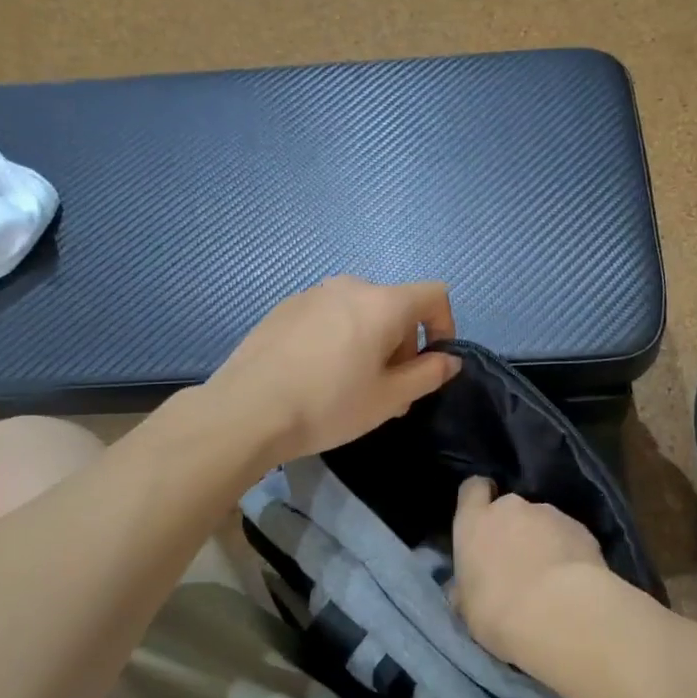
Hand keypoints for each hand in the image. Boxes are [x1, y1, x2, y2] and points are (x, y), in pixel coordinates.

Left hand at [211, 275, 459, 464]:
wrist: (246, 411)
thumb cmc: (328, 405)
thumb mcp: (389, 398)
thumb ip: (428, 374)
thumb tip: (449, 360)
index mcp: (382, 303)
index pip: (434, 295)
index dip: (444, 326)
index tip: (432, 364)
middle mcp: (349, 286)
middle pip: (395, 307)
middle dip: (402, 346)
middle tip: (389, 392)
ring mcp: (312, 293)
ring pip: (360, 313)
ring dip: (371, 344)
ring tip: (352, 387)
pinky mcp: (285, 308)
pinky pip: (329, 317)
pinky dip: (338, 339)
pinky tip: (317, 376)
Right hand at [451, 476, 618, 669]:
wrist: (559, 614)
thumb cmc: (498, 612)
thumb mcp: (466, 607)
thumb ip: (464, 587)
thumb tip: (460, 588)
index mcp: (475, 522)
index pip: (473, 488)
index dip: (478, 498)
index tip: (482, 516)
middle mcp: (511, 508)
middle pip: (510, 508)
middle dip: (514, 528)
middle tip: (518, 561)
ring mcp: (550, 514)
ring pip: (542, 522)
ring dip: (543, 540)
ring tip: (550, 576)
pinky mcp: (581, 528)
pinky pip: (569, 536)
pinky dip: (569, 551)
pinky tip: (572, 580)